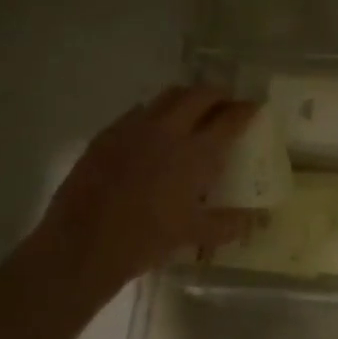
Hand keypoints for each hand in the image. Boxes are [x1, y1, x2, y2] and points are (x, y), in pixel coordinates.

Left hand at [37, 86, 260, 296]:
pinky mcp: (107, 135)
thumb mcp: (193, 235)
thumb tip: (252, 221)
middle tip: (225, 104)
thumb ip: (227, 224)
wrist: (83, 243)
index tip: (254, 107)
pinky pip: (137, 112)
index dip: (245, 110)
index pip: (229, 119)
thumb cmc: (146, 240)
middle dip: (217, 95)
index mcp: (195, 153)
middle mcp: (167, 130)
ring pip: (167, 97)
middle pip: (198, 95)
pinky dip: (155, 114)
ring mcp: (133, 128)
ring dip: (186, 99)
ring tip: (192, 112)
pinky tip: (153, 133)